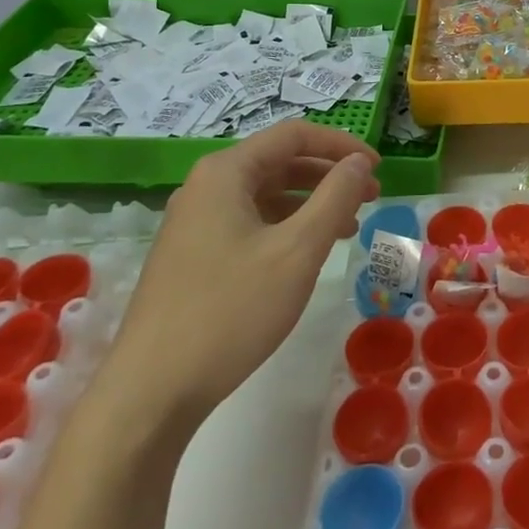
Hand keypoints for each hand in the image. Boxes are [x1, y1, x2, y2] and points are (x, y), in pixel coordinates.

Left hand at [106, 121, 378, 424]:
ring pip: (265, 196)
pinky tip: (306, 254)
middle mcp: (205, 188)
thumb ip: (336, 197)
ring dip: (311, 204)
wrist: (151, 392)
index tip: (377, 167)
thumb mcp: (297, 250)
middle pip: (279, 162)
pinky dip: (286, 228)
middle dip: (329, 175)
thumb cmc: (231, 311)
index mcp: (226, 173)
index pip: (294, 136)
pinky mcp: (191, 256)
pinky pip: (249, 223)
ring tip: (348, 227)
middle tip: (371, 197)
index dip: (341, 145)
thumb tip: (360, 162)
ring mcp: (194, 223)